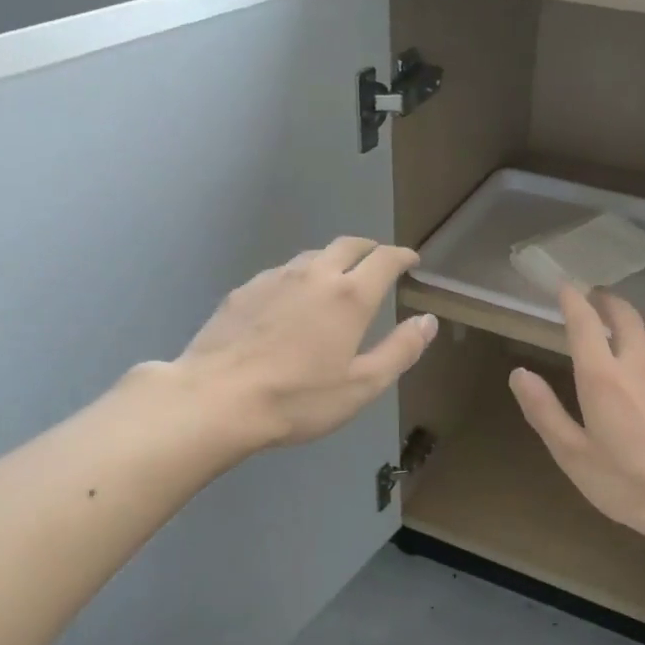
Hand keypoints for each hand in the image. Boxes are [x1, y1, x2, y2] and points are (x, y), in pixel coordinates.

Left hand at [163, 237, 437, 452]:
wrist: (217, 399)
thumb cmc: (298, 398)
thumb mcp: (362, 385)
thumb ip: (400, 350)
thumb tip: (428, 320)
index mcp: (350, 296)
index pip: (384, 259)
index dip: (402, 256)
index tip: (411, 261)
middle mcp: (315, 274)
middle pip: (348, 245)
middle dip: (370, 249)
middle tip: (378, 263)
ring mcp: (274, 278)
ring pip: (312, 256)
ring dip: (333, 261)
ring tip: (336, 281)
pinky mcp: (244, 290)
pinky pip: (281, 273)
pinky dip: (299, 278)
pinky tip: (291, 302)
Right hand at [510, 288, 644, 549]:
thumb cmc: (629, 483)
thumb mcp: (573, 455)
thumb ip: (544, 411)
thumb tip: (519, 373)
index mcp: (603, 377)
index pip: (585, 323)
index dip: (573, 300)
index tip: (565, 286)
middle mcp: (639, 365)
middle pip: (626, 315)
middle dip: (606, 300)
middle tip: (594, 297)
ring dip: (634, 319)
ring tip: (623, 324)